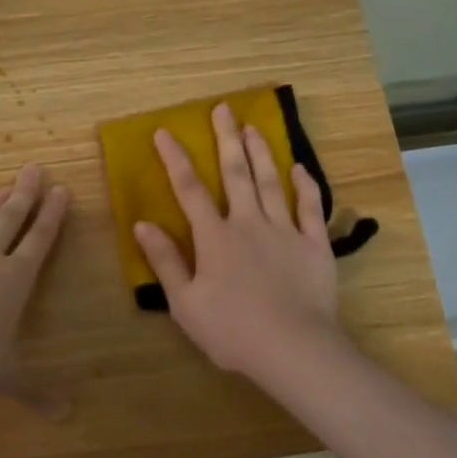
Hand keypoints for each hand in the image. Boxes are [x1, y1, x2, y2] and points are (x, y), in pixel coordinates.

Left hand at [0, 164, 70, 411]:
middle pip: (9, 221)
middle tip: (33, 168)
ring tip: (4, 186)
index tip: (61, 191)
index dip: (52, 216)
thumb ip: (37, 393)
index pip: (39, 241)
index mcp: (13, 283)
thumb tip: (66, 417)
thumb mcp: (8, 380)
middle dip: (24, 195)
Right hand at [134, 103, 342, 383]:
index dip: (176, 159)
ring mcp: (285, 231)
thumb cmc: (231, 330)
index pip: (190, 189)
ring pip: (271, 182)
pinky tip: (300, 168)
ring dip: (261, 152)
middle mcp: (249, 223)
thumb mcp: (185, 303)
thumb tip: (142, 225)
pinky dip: (305, 185)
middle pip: (236, 173)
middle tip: (223, 109)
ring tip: (254, 127)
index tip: (165, 132)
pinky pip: (310, 207)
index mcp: (214, 237)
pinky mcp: (314, 245)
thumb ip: (166, 261)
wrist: (292, 347)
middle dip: (226, 139)